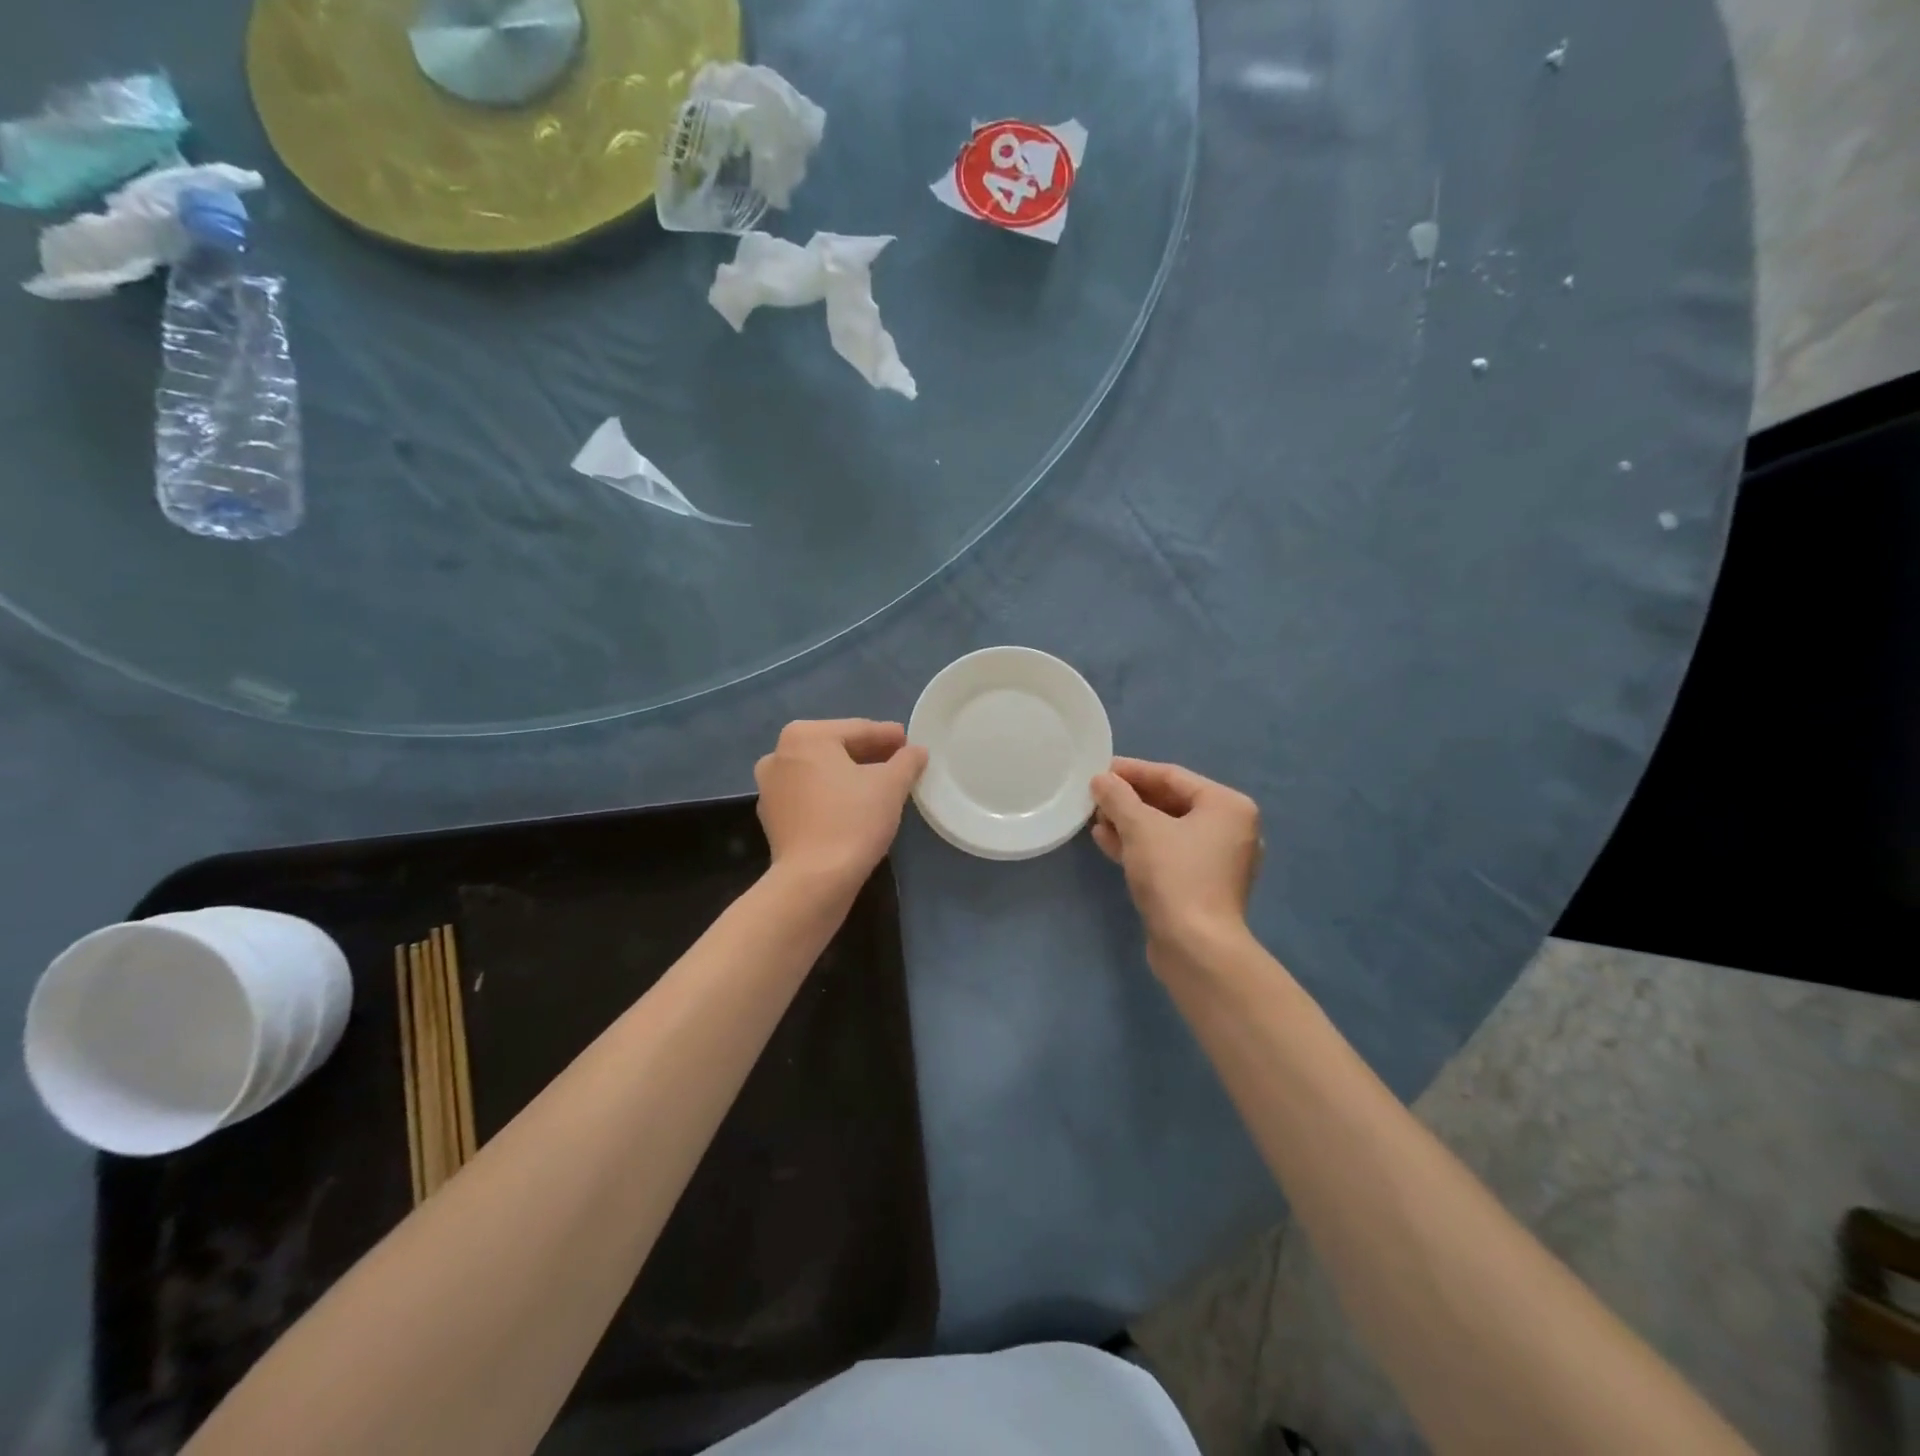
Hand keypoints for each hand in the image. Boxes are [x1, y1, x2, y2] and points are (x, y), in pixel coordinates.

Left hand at [755, 719, 927, 892]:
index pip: (858, 730)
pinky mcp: (773, 818)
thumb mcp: (891, 785)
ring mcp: (770, 788)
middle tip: (900, 763)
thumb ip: (907, 760)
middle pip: (837, 748)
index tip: (911, 743)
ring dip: (850, 776)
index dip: (889, 736)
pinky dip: (832, 796)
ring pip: (822, 773)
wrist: (813, 881)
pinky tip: (855, 808)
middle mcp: (779, 754)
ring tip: (881, 786)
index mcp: (805, 736)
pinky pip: (810, 797)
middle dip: (869, 755)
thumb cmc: (853, 821)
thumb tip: (916, 751)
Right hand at [1091, 758, 1262, 969]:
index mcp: (1227, 806)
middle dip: (1129, 799)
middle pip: (1170, 802)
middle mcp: (1229, 829)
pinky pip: (1167, 854)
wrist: (1195, 947)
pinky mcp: (1201, 886)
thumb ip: (1118, 797)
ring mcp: (1217, 860)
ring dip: (1130, 823)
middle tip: (1094, 795)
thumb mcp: (1140, 828)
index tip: (1099, 770)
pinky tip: (1106, 841)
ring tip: (1095, 818)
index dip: (1132, 771)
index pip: (1172, 776)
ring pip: (1166, 830)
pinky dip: (1139, 846)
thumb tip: (1101, 780)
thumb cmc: (1174, 875)